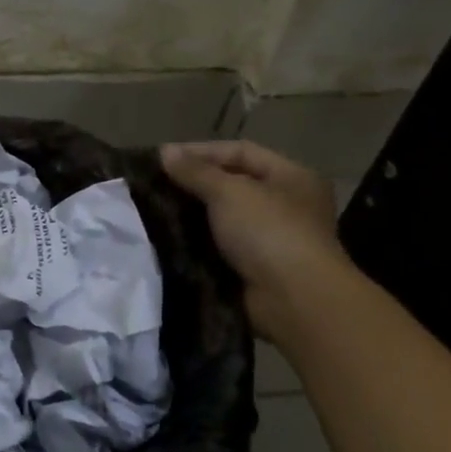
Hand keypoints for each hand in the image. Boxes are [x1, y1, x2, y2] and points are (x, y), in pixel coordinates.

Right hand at [161, 139, 351, 342]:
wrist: (294, 300)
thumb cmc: (269, 232)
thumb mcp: (229, 192)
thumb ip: (196, 171)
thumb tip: (165, 151)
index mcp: (292, 177)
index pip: (241, 152)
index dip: (202, 151)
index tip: (164, 158)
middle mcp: (287, 204)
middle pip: (233, 183)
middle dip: (195, 183)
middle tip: (156, 184)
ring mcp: (273, 238)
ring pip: (225, 217)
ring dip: (194, 214)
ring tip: (156, 210)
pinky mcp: (257, 267)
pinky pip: (222, 246)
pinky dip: (199, 242)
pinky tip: (170, 238)